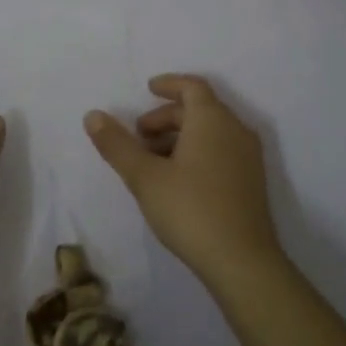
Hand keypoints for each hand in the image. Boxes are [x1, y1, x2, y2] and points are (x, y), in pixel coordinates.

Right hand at [84, 74, 285, 290]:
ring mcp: (248, 157)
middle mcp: (235, 130)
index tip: (148, 88)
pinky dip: (196, 152)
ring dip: (180, 137)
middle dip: (166, 117)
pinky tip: (177, 180)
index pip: (192, 87)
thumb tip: (93, 115)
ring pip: (210, 132)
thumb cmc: (190, 210)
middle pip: (200, 110)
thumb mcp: (144, 177)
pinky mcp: (251, 182)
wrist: (242, 261)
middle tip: (138, 136)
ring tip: (152, 162)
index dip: (169, 84)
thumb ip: (117, 144)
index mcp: (212, 120)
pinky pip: (221, 151)